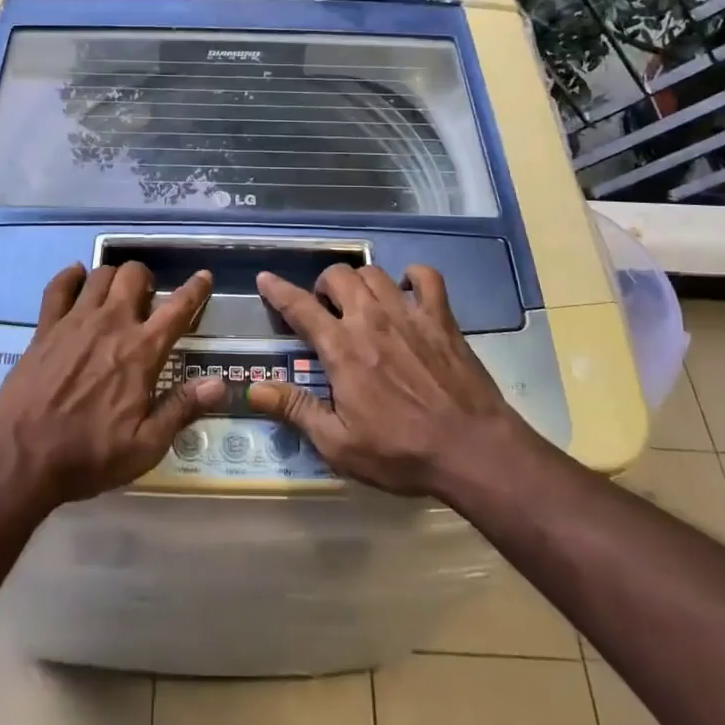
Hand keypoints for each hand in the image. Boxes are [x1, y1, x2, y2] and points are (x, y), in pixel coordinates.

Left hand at [0, 262, 222, 511]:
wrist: (19, 460)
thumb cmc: (88, 456)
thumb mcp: (145, 446)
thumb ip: (182, 408)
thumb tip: (220, 383)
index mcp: (141, 351)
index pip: (177, 308)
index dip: (195, 290)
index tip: (203, 277)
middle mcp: (111, 324)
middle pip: (134, 275)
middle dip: (147, 279)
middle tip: (147, 301)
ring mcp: (74, 321)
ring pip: (100, 274)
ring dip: (114, 278)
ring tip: (115, 296)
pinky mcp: (44, 328)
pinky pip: (59, 286)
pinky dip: (71, 277)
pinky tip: (77, 281)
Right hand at [248, 264, 531, 496]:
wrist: (472, 449)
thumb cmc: (400, 452)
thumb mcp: (338, 444)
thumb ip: (295, 409)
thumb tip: (252, 389)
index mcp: (342, 348)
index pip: (300, 307)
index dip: (278, 290)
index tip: (265, 278)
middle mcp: (371, 319)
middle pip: (337, 276)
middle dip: (323, 285)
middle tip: (324, 308)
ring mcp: (409, 313)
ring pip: (374, 272)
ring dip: (359, 281)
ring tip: (360, 302)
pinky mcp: (441, 318)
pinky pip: (426, 276)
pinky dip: (412, 276)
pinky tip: (407, 290)